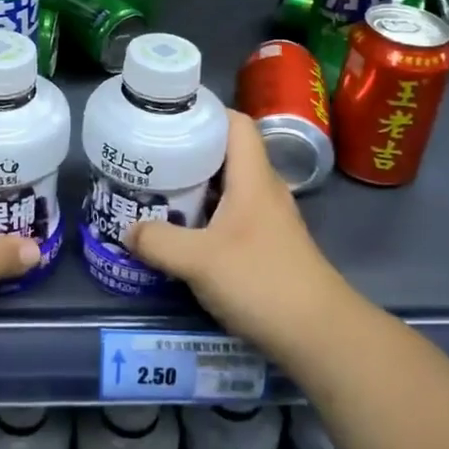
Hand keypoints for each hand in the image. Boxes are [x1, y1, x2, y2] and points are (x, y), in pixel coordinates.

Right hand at [124, 109, 347, 356]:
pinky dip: (205, 215)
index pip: (235, 123)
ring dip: (195, 186)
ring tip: (157, 190)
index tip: (167, 117)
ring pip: (227, 187)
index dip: (204, 112)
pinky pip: (231, 215)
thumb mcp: (199, 261)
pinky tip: (182, 232)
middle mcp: (263, 190)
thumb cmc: (262, 282)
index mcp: (253, 178)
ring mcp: (268, 220)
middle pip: (226, 154)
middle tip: (150, 156)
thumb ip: (159, 242)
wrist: (321, 336)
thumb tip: (127, 230)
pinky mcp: (268, 246)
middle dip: (188, 151)